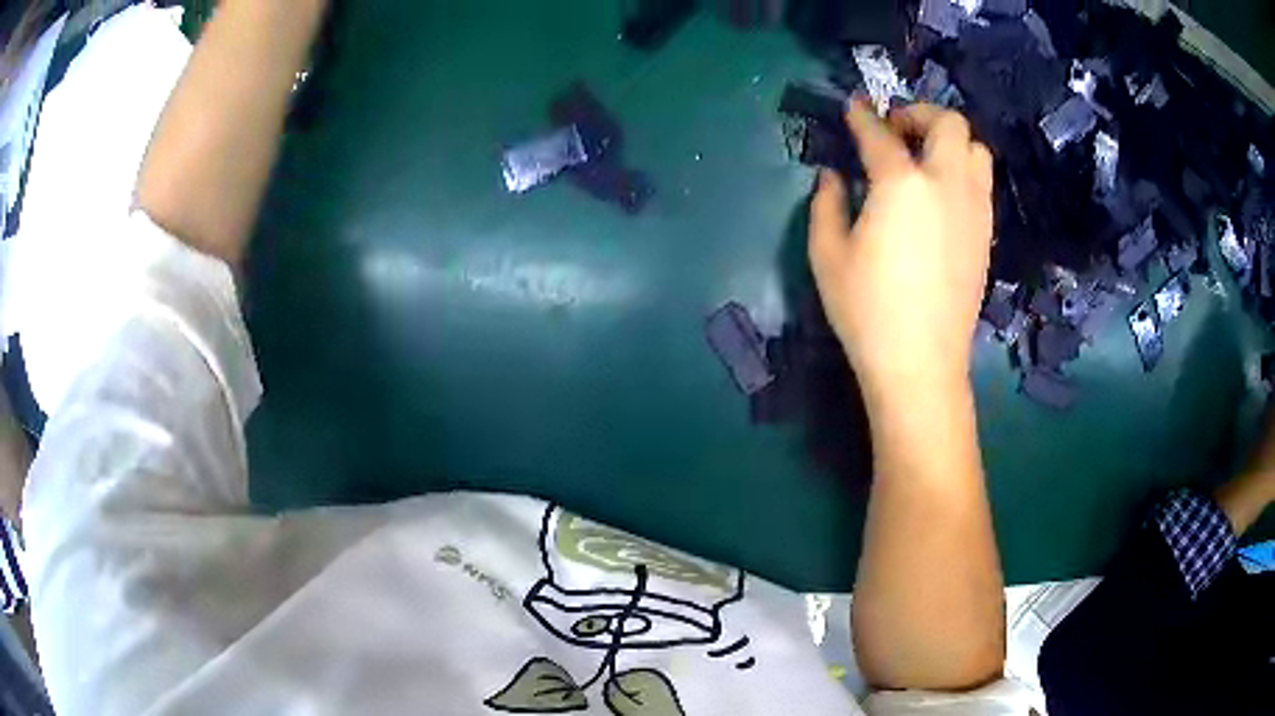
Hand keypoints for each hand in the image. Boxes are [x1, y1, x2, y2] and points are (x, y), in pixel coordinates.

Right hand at [809, 100, 993, 398]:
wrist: (921, 363)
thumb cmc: (867, 310)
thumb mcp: (827, 254)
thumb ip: (826, 204)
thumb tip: (833, 176)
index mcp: (901, 184)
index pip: (880, 133)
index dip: (862, 116)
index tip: (854, 107)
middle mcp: (946, 184)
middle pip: (949, 123)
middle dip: (920, 114)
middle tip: (896, 130)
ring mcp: (974, 209)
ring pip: (976, 148)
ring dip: (950, 140)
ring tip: (925, 157)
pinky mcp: (986, 234)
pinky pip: (982, 182)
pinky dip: (963, 170)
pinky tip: (942, 192)